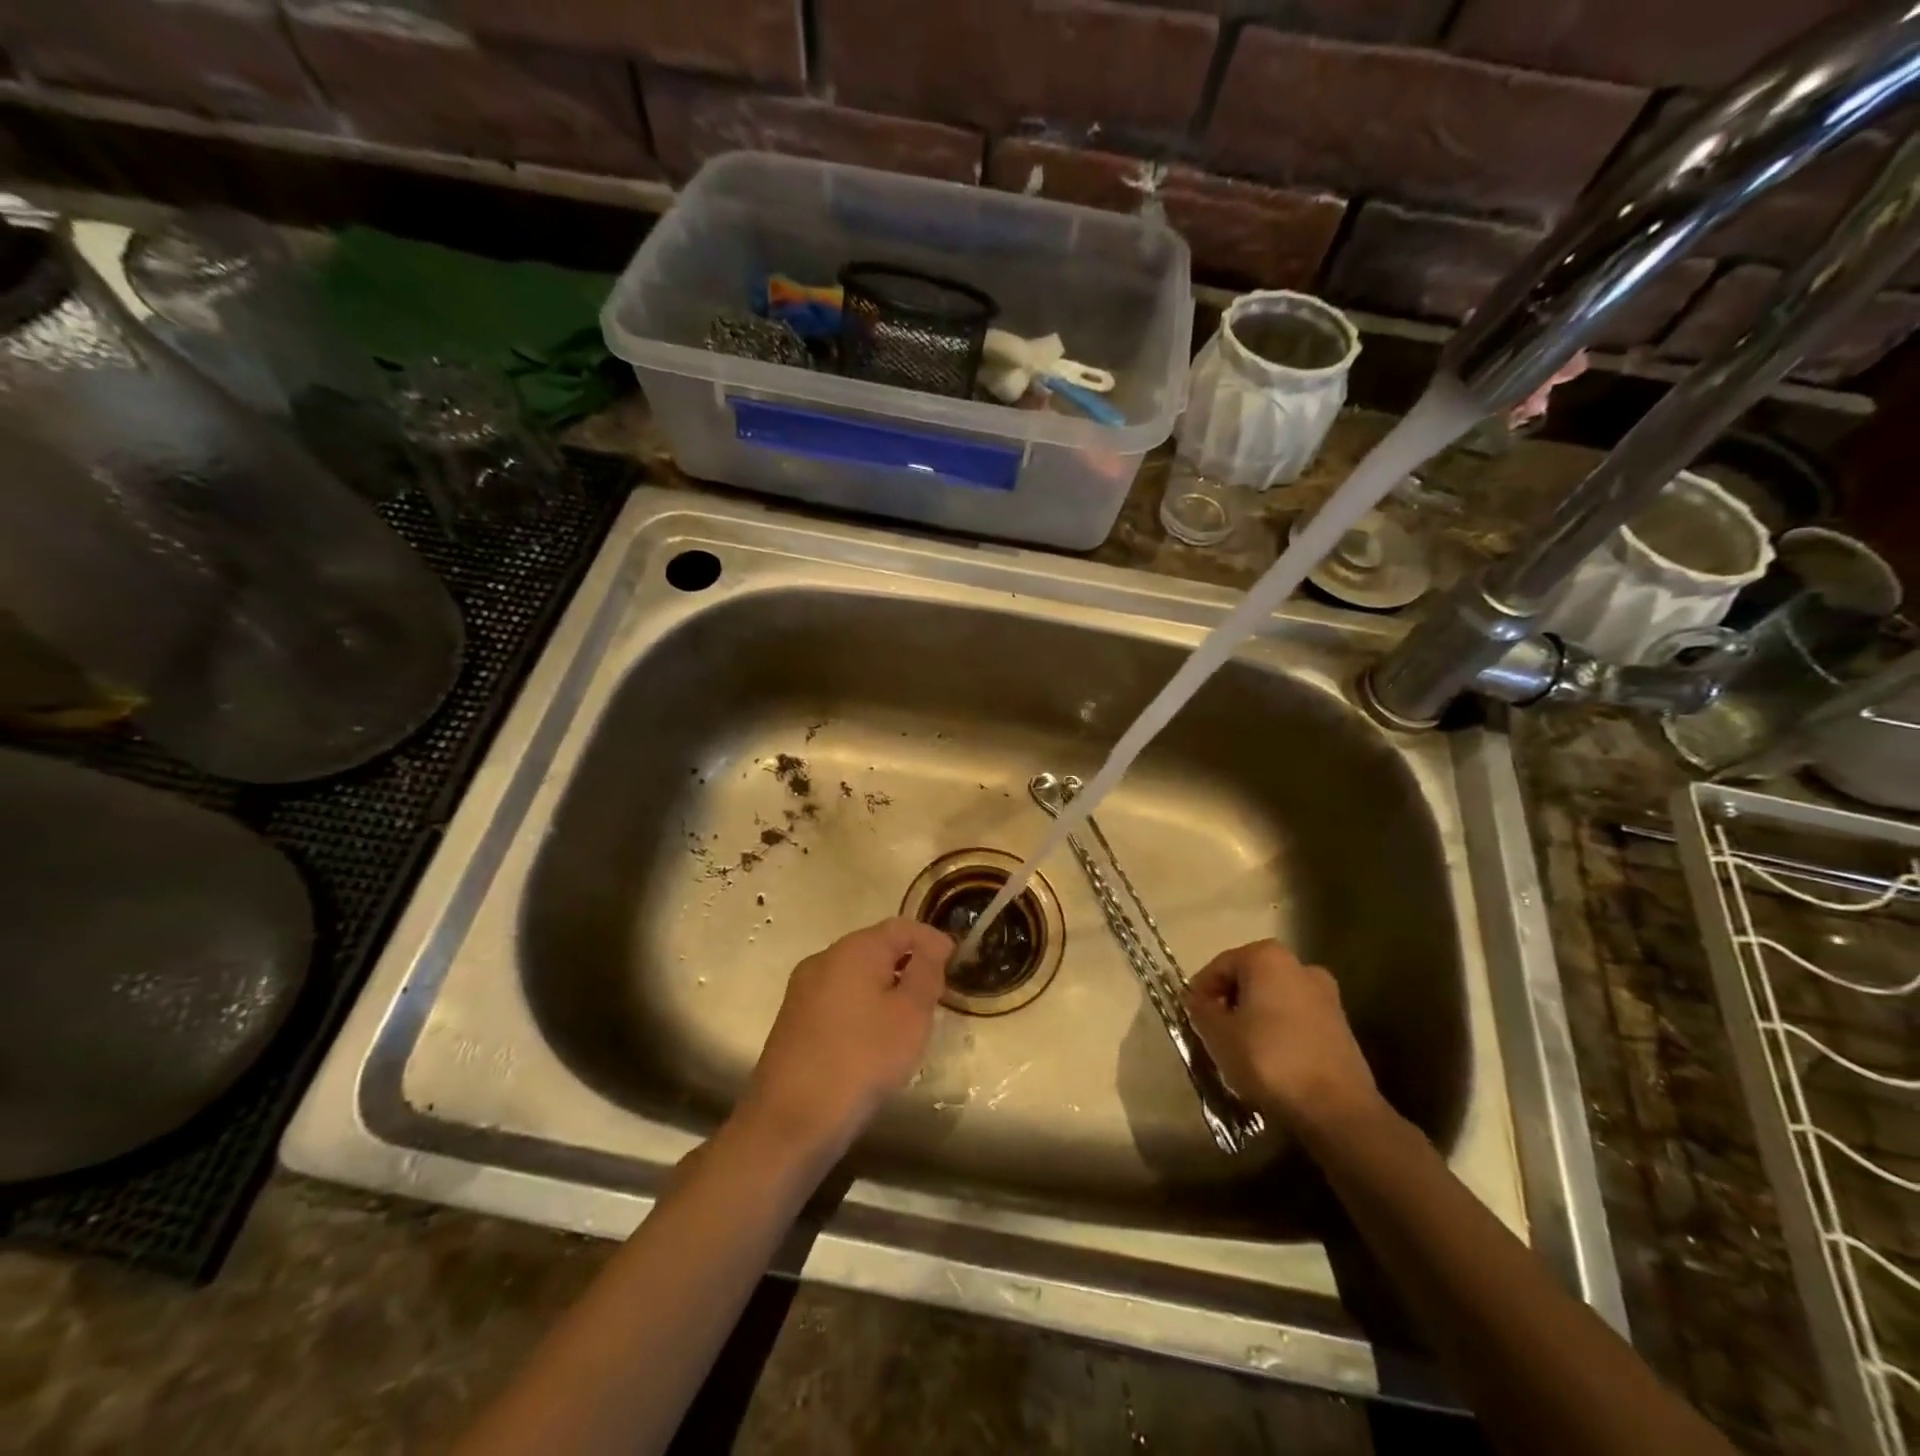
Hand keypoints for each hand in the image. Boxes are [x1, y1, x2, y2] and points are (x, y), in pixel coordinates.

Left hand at [740, 917, 951, 1156]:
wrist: (791, 1120)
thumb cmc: (862, 1060)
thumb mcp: (911, 1015)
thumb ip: (926, 972)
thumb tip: (932, 945)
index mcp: (853, 950)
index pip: (900, 926)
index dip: (930, 939)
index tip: (955, 959)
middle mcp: (823, 959)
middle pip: (874, 947)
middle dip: (907, 961)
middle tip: (935, 988)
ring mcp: (802, 990)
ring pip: (854, 974)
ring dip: (884, 984)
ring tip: (909, 1014)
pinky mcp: (792, 1019)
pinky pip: (837, 997)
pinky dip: (862, 1004)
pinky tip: (874, 1035)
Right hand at [1184, 940, 1381, 1132]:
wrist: (1337, 1109)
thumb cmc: (1269, 1060)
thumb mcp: (1218, 1035)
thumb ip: (1202, 1011)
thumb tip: (1198, 1002)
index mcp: (1266, 957)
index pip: (1219, 966)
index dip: (1201, 992)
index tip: (1192, 1019)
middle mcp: (1299, 965)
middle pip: (1249, 979)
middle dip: (1229, 1002)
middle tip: (1214, 1032)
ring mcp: (1326, 995)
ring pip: (1274, 999)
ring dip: (1254, 1017)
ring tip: (1241, 1049)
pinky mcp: (1341, 1025)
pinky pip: (1296, 1019)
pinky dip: (1279, 1031)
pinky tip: (1271, 1059)